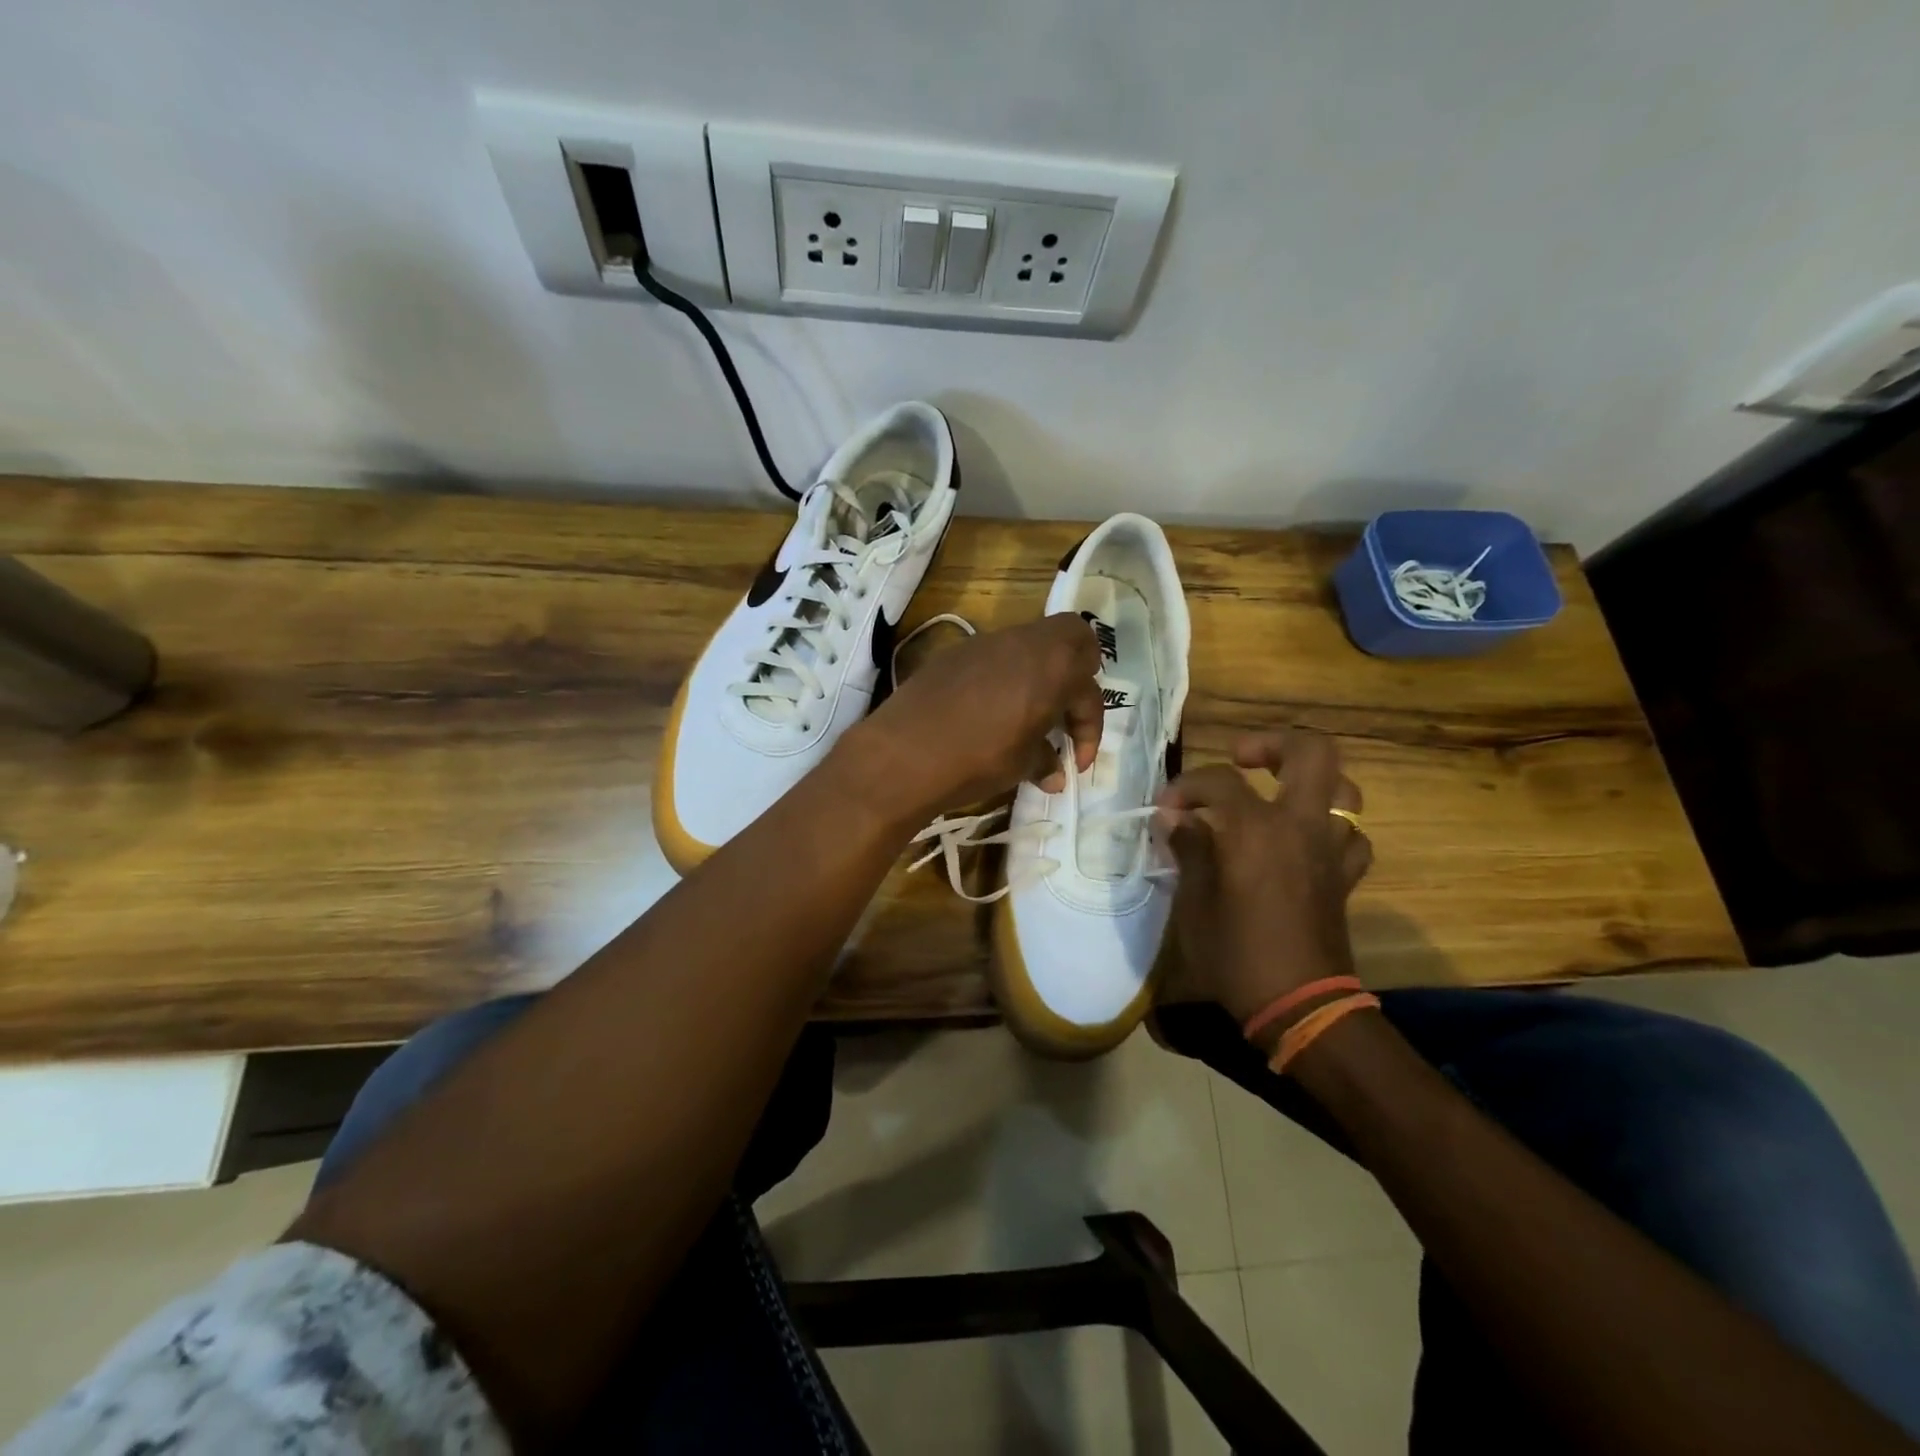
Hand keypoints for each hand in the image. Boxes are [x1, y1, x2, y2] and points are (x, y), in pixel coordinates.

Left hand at [848, 614, 1104, 817]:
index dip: (1090, 729)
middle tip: (1065, 709)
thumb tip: (1055, 773)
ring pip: (1029, 643)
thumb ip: (1045, 761)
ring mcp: (986, 642)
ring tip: (1027, 715)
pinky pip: (994, 654)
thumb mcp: (1020, 766)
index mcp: (1053, 668)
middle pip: (1071, 636)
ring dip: (1038, 673)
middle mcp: (1024, 642)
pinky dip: (1004, 675)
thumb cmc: (977, 759)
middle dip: (1078, 671)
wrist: (904, 752)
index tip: (1076, 762)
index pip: (1089, 692)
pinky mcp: (954, 652)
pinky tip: (988, 710)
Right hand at [1155, 730, 1372, 1031]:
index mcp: (1257, 829)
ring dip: (1310, 783)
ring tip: (1278, 795)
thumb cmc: (1236, 954)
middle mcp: (1300, 826)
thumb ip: (1187, 850)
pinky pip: (1350, 835)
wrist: (1301, 1007)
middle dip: (1274, 744)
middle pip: (1312, 752)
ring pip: (1344, 790)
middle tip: (1242, 759)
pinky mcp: (1345, 876)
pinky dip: (1329, 828)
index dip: (1186, 786)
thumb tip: (1173, 819)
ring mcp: (1330, 849)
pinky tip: (1304, 841)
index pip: (1219, 780)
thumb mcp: (1194, 903)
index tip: (1165, 808)